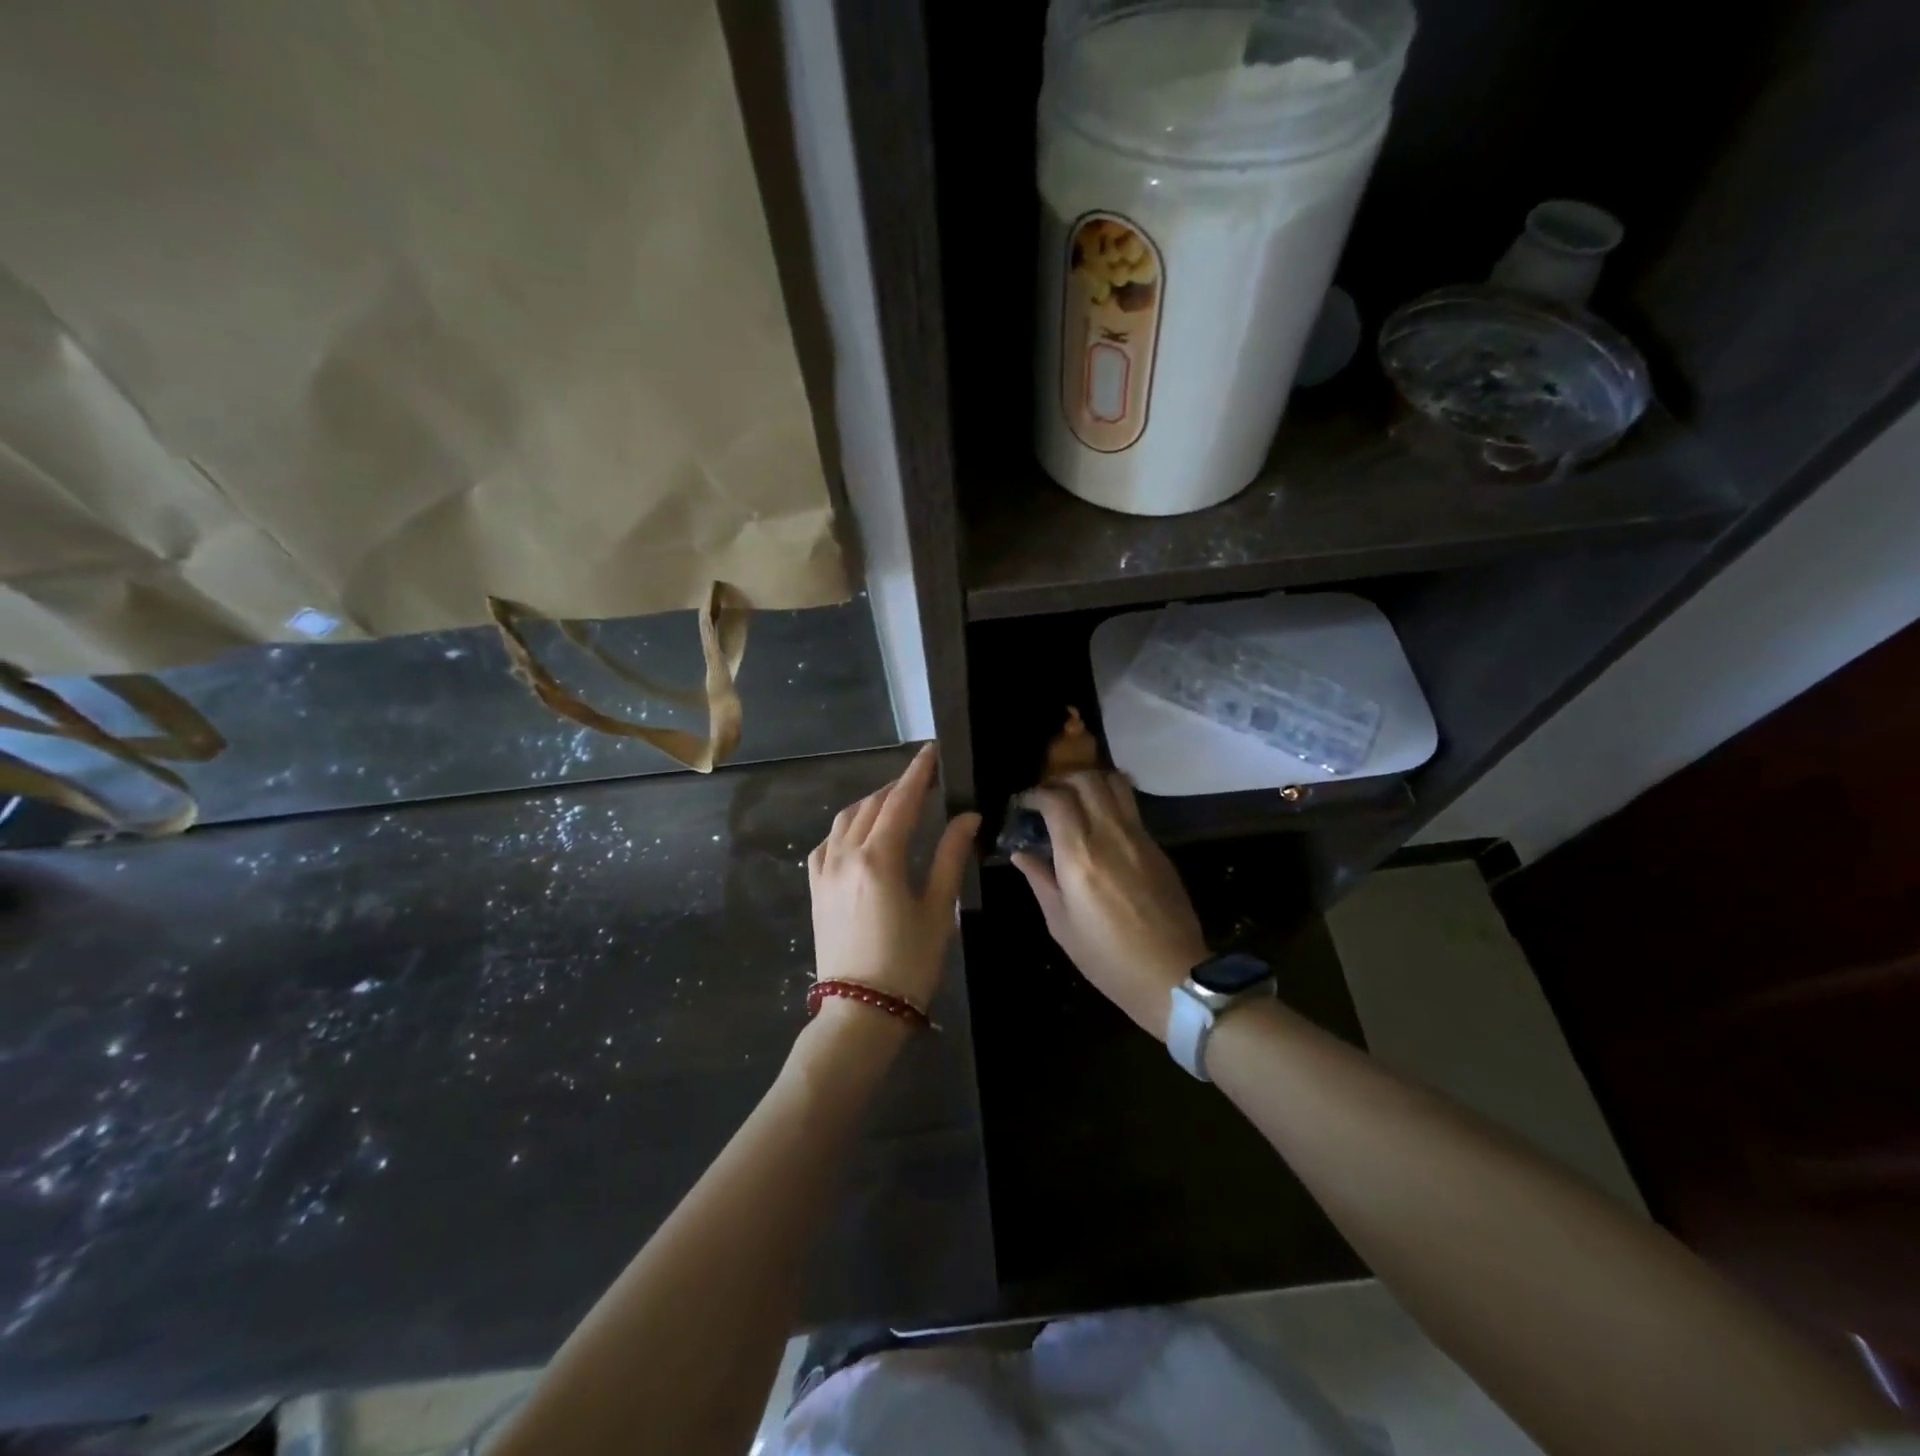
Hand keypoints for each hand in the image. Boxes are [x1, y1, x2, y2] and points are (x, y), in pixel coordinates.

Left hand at [807, 744, 980, 1012]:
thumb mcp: (938, 909)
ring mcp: (825, 871)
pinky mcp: (816, 888)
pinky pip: (828, 842)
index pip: (901, 800)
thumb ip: (951, 856)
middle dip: (899, 786)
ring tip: (896, 801)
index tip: (932, 751)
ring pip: (846, 819)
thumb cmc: (908, 963)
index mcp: (879, 858)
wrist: (859, 1012)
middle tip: (924, 778)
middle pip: (873, 805)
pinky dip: (847, 827)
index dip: (919, 773)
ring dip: (872, 803)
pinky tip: (860, 833)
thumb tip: (968, 817)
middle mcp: (846, 855)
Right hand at [1013, 771, 1206, 1041]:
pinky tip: (1101, 825)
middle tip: (1049, 797)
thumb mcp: (1061, 924)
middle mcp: (1110, 834)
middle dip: (1063, 780)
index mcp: (1080, 854)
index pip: (1056, 799)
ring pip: (1115, 783)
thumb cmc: (1107, 957)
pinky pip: (1131, 808)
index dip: (1036, 794)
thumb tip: (1022, 854)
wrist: (1172, 975)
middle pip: (1087, 779)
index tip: (1025, 804)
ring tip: (1077, 801)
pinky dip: (1111, 802)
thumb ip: (1040, 880)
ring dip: (1091, 782)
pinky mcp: (1157, 847)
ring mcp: (1139, 837)